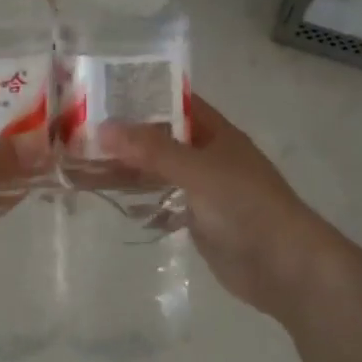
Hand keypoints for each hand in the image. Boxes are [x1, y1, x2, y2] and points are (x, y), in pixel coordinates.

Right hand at [99, 97, 339, 319]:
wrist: (284, 267)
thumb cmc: (247, 206)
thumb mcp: (198, 170)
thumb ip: (152, 150)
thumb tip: (103, 128)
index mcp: (215, 134)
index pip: (174, 103)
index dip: (142, 96)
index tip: (100, 94)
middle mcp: (207, 156)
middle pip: (159, 140)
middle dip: (123, 139)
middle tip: (77, 136)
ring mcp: (202, 189)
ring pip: (155, 173)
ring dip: (124, 171)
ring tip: (81, 169)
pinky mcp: (197, 220)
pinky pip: (161, 203)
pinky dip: (139, 201)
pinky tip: (110, 200)